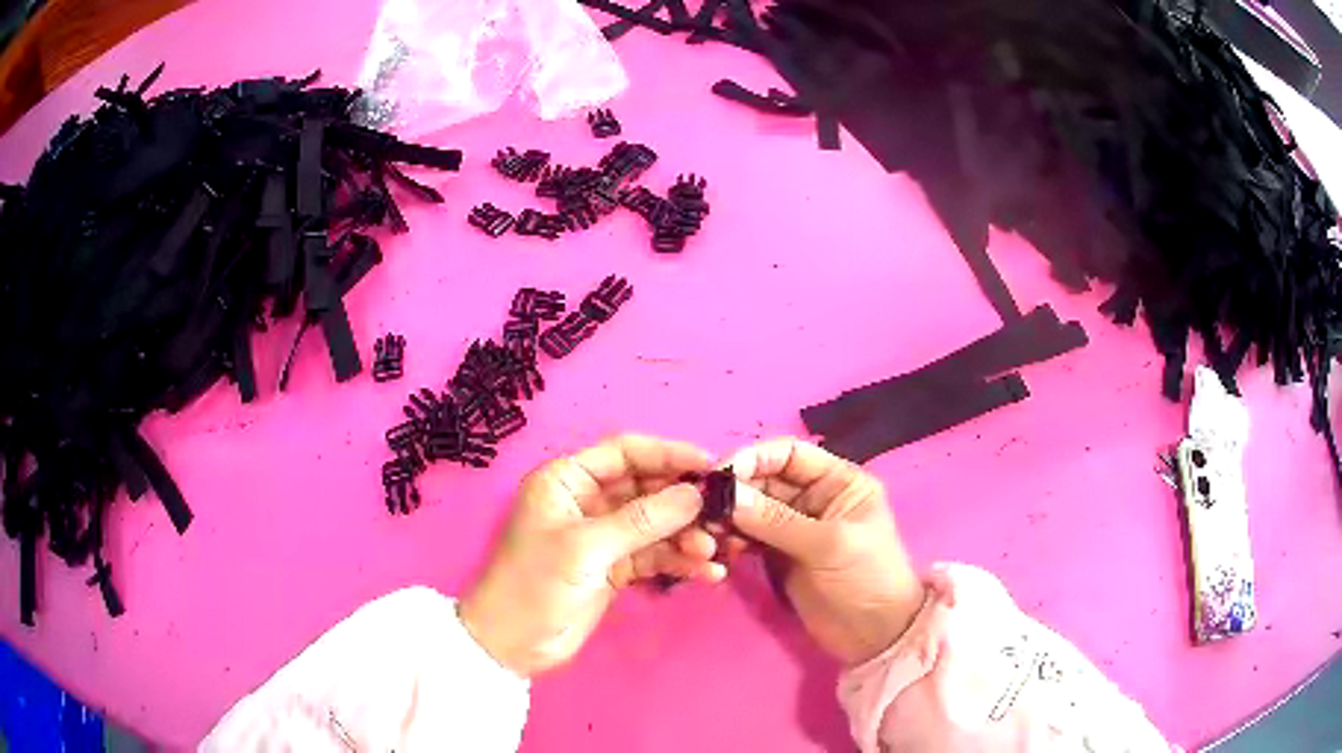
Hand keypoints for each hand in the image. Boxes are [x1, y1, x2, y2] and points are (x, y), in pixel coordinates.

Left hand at [459, 435, 723, 677]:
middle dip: (683, 502)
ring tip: (712, 550)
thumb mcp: (586, 547)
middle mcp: (587, 501)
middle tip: (722, 513)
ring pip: (655, 524)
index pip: (624, 452)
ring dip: (685, 535)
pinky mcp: (614, 566)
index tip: (710, 465)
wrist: (514, 644)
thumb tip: (695, 494)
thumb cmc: (535, 583)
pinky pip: (654, 554)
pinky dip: (679, 560)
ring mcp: (603, 535)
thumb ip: (642, 520)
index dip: (667, 454)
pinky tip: (706, 572)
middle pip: (646, 488)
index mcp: (568, 480)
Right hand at [726, 438, 925, 666]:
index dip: (754, 457)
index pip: (789, 454)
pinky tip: (720, 550)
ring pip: (751, 508)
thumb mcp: (830, 545)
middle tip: (702, 507)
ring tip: (708, 533)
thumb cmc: (867, 578)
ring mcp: (793, 526)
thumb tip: (727, 496)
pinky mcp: (778, 554)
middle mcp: (813, 496)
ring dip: (728, 516)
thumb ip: (778, 521)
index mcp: (837, 481)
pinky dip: (731, 539)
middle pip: (763, 479)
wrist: (873, 636)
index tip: (721, 473)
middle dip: (734, 490)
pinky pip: (747, 536)